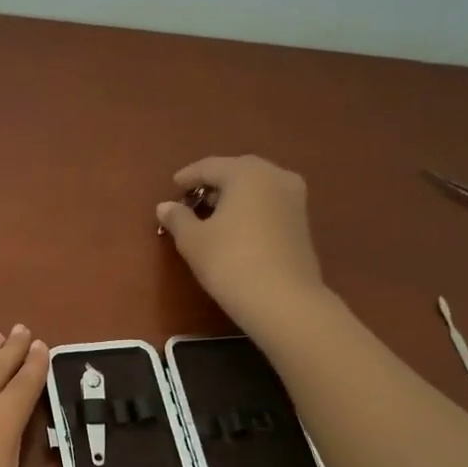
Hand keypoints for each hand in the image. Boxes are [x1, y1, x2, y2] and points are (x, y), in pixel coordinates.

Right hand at [155, 155, 328, 333]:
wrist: (282, 300)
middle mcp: (275, 176)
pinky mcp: (302, 221)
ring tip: (211, 214)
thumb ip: (177, 218)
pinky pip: (269, 203)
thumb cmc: (230, 261)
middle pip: (237, 172)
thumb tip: (165, 206)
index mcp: (246, 173)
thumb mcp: (193, 240)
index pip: (210, 166)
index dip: (188, 176)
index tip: (173, 186)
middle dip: (213, 183)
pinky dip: (250, 208)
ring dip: (233, 195)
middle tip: (192, 199)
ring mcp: (294, 198)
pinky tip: (235, 227)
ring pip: (256, 187)